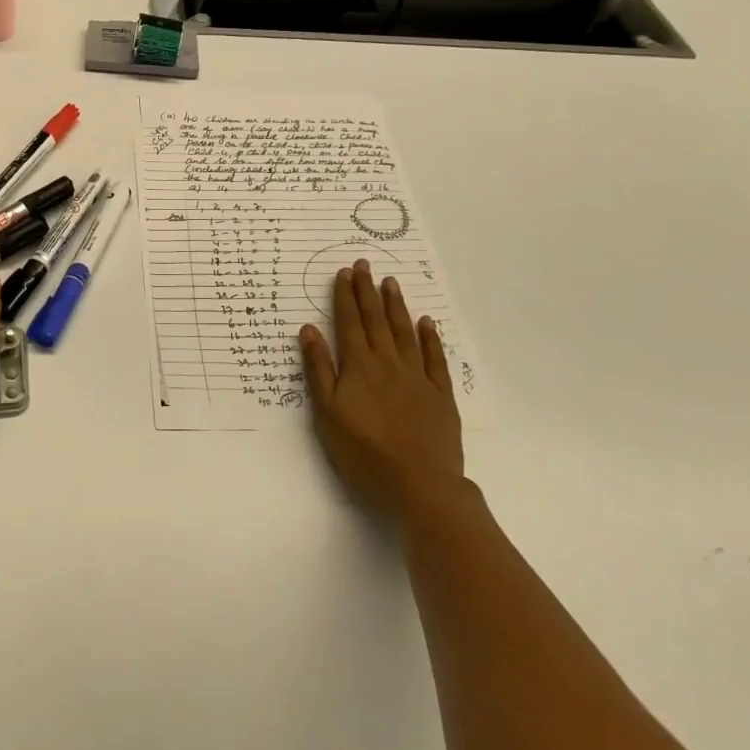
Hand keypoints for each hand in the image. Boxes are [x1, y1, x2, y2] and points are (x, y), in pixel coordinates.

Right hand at [299, 260, 463, 519]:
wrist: (420, 485)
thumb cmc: (363, 452)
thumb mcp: (327, 413)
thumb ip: (319, 369)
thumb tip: (309, 329)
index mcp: (358, 366)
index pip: (348, 323)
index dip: (345, 296)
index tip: (344, 272)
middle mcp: (387, 363)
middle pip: (376, 320)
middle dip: (368, 291)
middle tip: (366, 264)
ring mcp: (417, 377)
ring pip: (404, 332)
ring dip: (396, 306)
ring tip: (391, 283)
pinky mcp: (440, 395)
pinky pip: (434, 358)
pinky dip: (429, 338)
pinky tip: (426, 322)